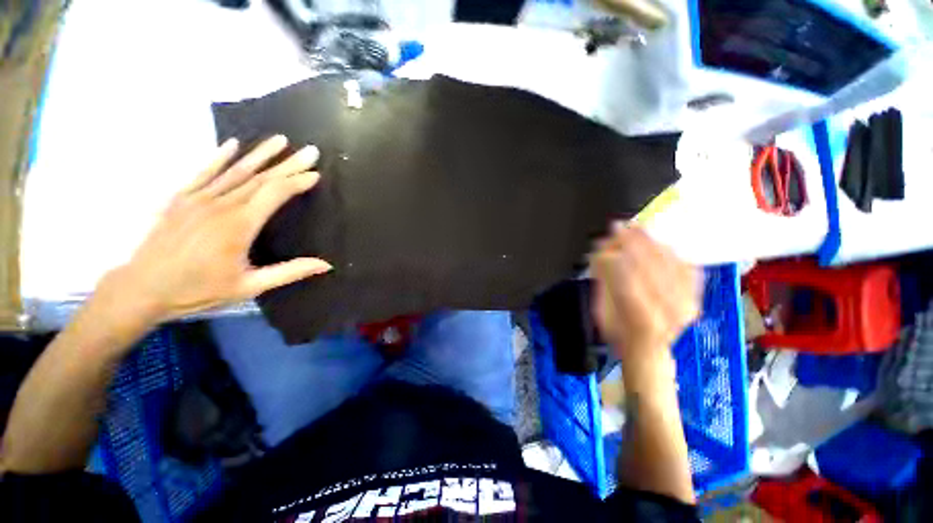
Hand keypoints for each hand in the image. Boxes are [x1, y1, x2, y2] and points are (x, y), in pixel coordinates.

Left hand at [94, 135, 331, 339]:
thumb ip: (289, 272)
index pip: (274, 194)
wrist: (141, 289)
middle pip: (260, 178)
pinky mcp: (180, 198)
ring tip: (280, 139)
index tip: (315, 173)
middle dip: (288, 163)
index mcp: (239, 225)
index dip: (296, 181)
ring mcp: (197, 199)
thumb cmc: (197, 290)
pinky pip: (203, 172)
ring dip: (260, 154)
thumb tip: (326, 264)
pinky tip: (233, 145)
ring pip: (236, 170)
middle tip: (310, 150)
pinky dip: (219, 157)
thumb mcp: (248, 287)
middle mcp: (220, 205)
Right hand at [592, 223, 699, 376]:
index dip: (619, 252)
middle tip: (620, 226)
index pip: (630, 275)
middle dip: (634, 241)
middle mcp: (670, 310)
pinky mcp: (696, 298)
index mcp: (641, 317)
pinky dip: (672, 252)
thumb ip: (604, 283)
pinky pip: (687, 268)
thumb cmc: (619, 334)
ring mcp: (687, 304)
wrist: (649, 349)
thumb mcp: (601, 311)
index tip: (609, 236)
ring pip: (670, 263)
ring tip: (637, 228)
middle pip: (653, 265)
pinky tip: (659, 242)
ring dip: (652, 242)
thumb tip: (602, 253)